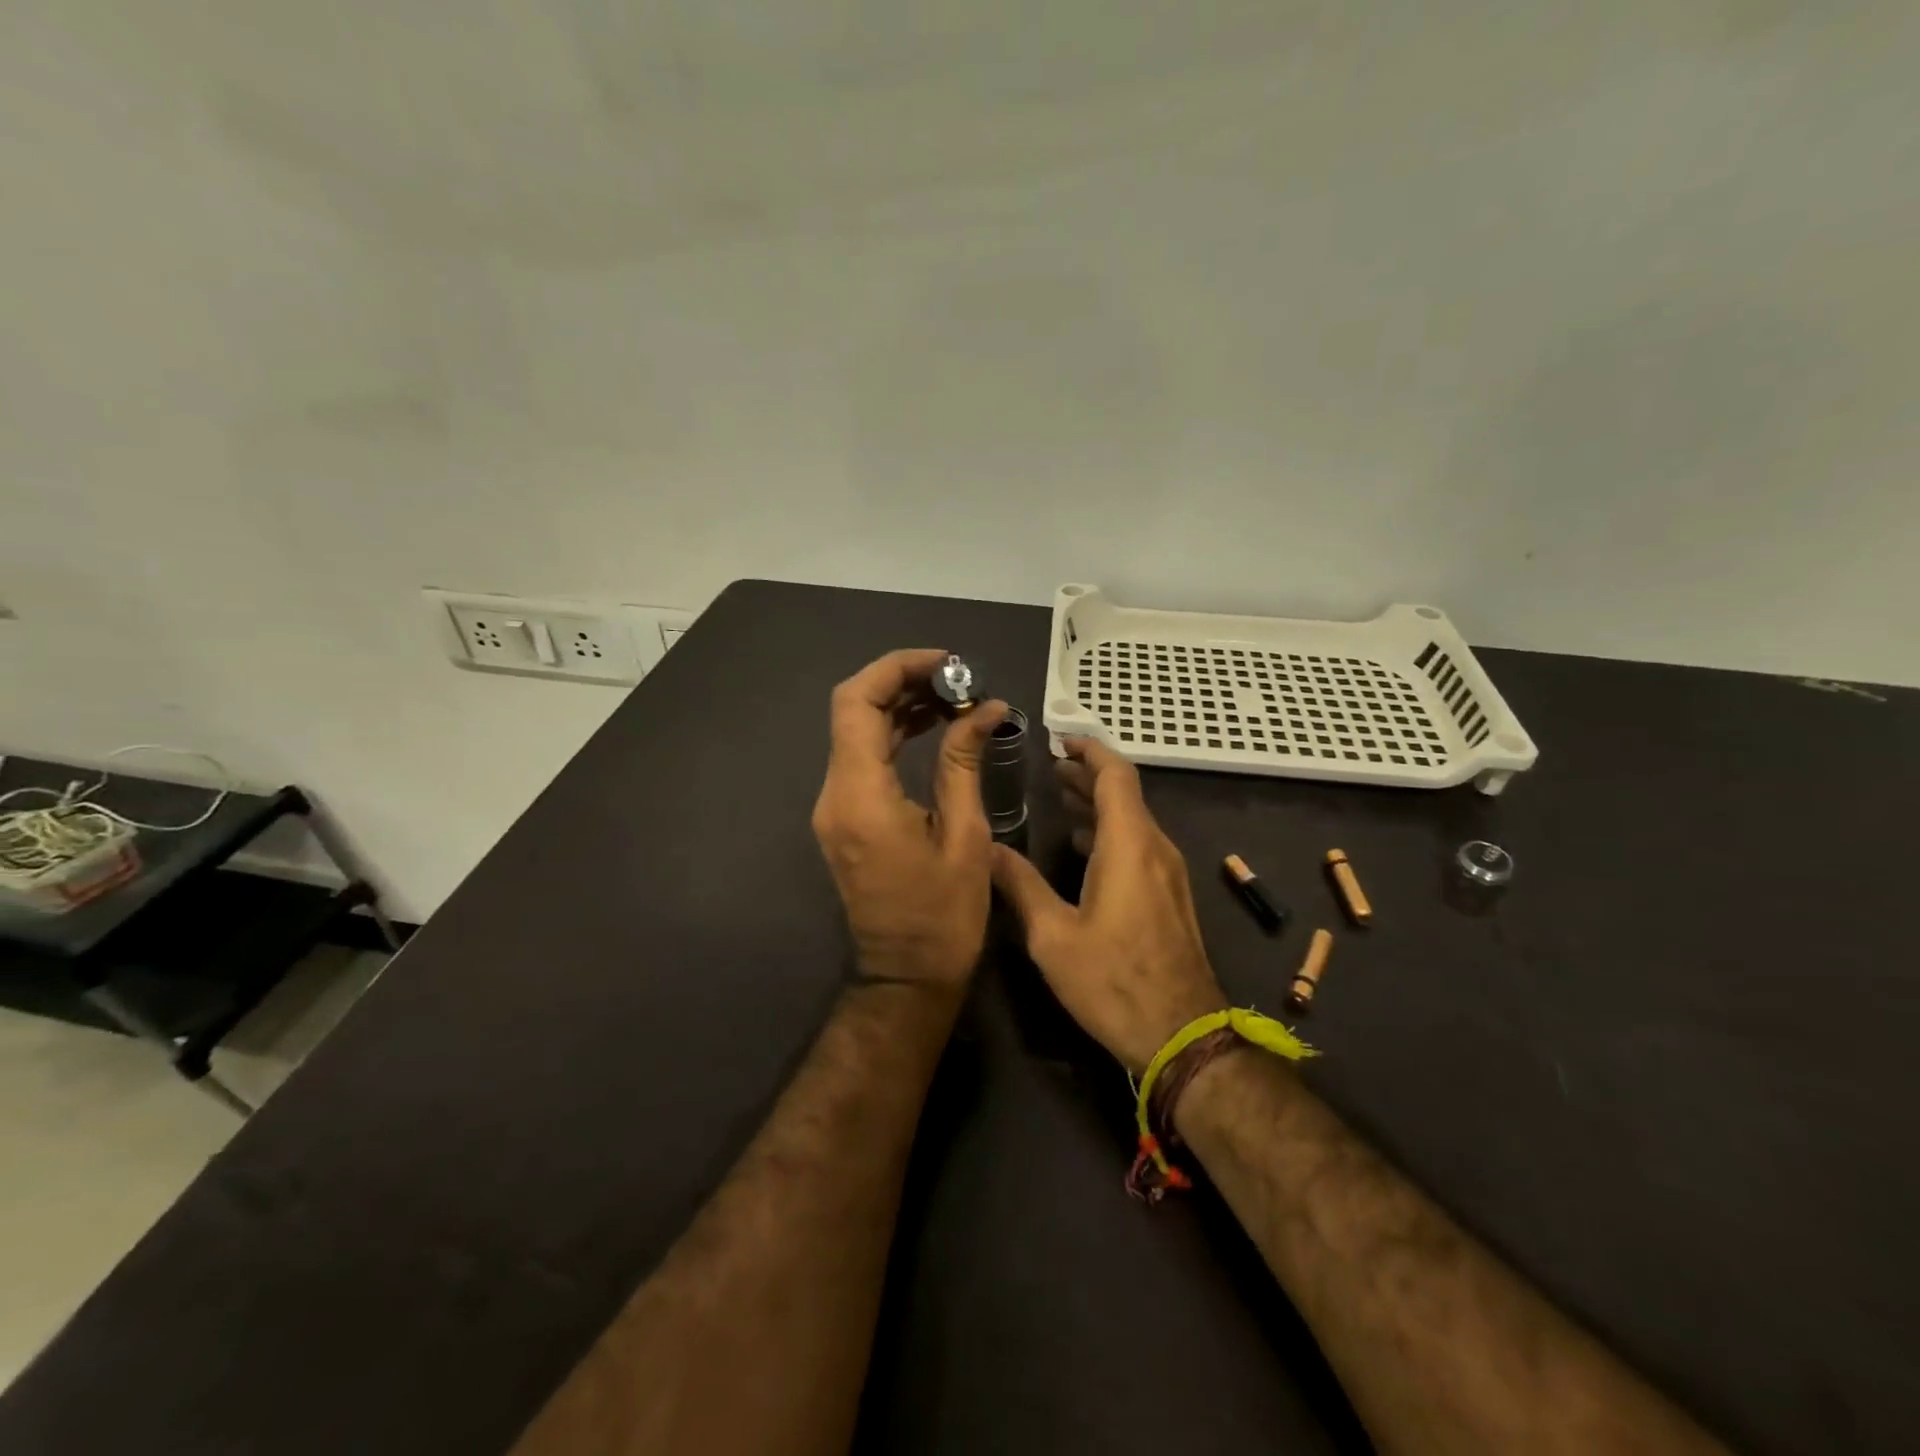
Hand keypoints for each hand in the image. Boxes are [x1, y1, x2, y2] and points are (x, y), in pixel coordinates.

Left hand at [812, 648, 1009, 992]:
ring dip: (900, 706)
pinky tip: (934, 727)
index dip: (897, 669)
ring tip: (955, 697)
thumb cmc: (944, 917)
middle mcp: (835, 794)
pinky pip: (863, 759)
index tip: (947, 662)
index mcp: (861, 796)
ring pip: (856, 732)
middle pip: (853, 710)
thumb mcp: (965, 835)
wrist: (906, 978)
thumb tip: (985, 708)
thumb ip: (964, 762)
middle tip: (959, 678)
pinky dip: (895, 735)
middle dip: (903, 682)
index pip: (857, 703)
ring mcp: (834, 807)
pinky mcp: (845, 818)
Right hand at [990, 739, 1226, 1073]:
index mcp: (1129, 846)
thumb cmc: (1113, 982)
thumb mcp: (1053, 936)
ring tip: (1061, 800)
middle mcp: (1156, 849)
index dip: (1089, 750)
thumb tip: (987, 847)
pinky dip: (1111, 832)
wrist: (1183, 1037)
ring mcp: (1170, 874)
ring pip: (1134, 820)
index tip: (1060, 740)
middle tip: (1051, 768)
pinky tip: (1084, 848)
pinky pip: (1141, 845)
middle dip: (1088, 776)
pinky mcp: (1172, 897)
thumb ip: (1020, 885)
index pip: (1115, 775)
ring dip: (1099, 805)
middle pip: (1125, 794)